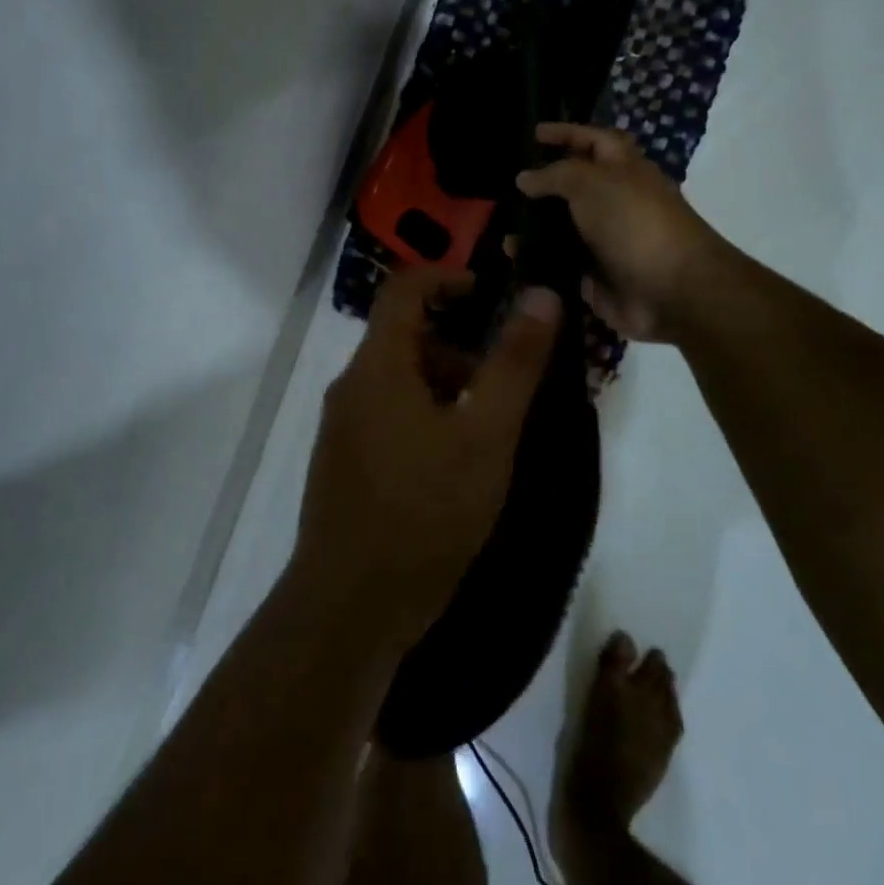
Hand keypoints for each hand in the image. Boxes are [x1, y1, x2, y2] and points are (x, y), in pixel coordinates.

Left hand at [293, 268, 560, 648]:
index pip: (404, 289)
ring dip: (445, 388)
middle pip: (404, 338)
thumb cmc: (425, 511)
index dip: (448, 278)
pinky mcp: (344, 466)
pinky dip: (426, 419)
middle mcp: (350, 388)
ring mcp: (342, 430)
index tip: (492, 295)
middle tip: (506, 384)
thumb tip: (541, 294)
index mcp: (377, 366)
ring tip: (490, 432)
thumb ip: (514, 363)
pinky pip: (388, 417)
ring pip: (398, 383)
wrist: (351, 606)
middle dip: (458, 348)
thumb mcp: (485, 434)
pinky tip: (456, 466)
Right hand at [516, 124, 721, 342]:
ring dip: (532, 229)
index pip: (594, 141)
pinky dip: (535, 263)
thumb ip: (555, 175)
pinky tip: (511, 258)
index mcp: (625, 171)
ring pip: (561, 230)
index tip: (534, 133)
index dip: (567, 133)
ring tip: (503, 228)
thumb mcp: (593, 183)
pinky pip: (557, 266)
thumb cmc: (635, 223)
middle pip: (574, 188)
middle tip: (507, 188)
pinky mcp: (594, 277)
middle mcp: (615, 204)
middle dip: (543, 187)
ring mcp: (604, 243)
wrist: (671, 291)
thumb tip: (525, 178)